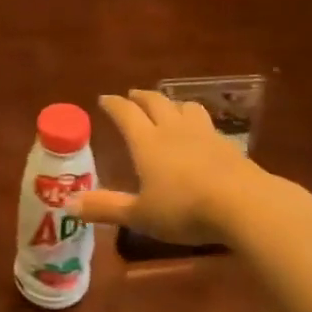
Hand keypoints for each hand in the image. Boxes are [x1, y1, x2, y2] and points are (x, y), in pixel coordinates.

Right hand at [75, 90, 264, 245]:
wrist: (244, 204)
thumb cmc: (184, 209)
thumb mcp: (140, 215)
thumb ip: (106, 208)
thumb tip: (68, 204)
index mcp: (147, 142)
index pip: (126, 113)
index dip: (114, 104)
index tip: (104, 99)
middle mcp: (173, 130)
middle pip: (155, 102)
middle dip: (140, 97)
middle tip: (132, 96)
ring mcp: (203, 133)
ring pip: (184, 107)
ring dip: (172, 104)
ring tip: (168, 108)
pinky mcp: (227, 144)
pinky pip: (207, 123)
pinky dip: (196, 121)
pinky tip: (200, 134)